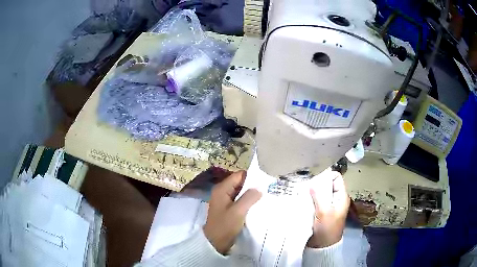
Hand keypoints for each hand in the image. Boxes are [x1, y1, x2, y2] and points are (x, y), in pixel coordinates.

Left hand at [203, 171, 261, 254]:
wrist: (215, 242)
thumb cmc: (225, 226)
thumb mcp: (238, 211)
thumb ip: (249, 197)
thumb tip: (259, 188)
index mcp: (222, 189)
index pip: (239, 175)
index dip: (252, 177)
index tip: (265, 182)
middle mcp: (222, 191)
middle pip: (240, 182)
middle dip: (253, 186)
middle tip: (267, 190)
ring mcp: (225, 200)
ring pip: (241, 192)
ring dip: (251, 194)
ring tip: (265, 197)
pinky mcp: (228, 208)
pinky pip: (239, 200)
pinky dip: (247, 201)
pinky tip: (257, 205)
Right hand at [307, 171, 349, 247]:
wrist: (322, 246)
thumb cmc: (327, 228)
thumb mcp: (324, 211)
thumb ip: (319, 196)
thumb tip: (312, 182)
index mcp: (341, 197)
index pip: (336, 178)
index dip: (327, 176)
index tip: (314, 179)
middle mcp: (335, 199)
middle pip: (327, 184)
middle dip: (317, 184)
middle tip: (306, 186)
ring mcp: (328, 205)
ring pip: (320, 192)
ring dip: (312, 192)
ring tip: (302, 192)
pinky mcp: (320, 211)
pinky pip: (315, 200)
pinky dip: (309, 199)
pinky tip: (302, 200)